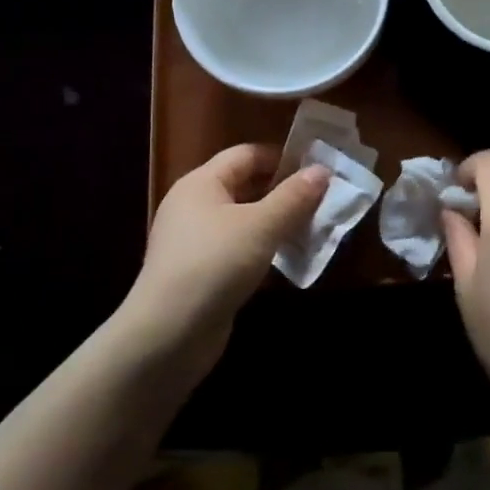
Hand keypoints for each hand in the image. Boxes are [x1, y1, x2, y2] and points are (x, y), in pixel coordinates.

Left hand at [116, 145, 326, 379]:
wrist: (167, 335)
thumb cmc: (214, 265)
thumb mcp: (261, 226)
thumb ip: (294, 197)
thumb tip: (322, 170)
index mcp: (201, 183)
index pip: (247, 154)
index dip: (282, 157)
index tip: (317, 170)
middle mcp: (194, 205)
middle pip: (246, 185)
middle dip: (284, 191)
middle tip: (322, 200)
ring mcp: (195, 241)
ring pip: (245, 219)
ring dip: (277, 222)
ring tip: (313, 229)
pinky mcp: (200, 272)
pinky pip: (239, 248)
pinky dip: (263, 249)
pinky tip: (287, 260)